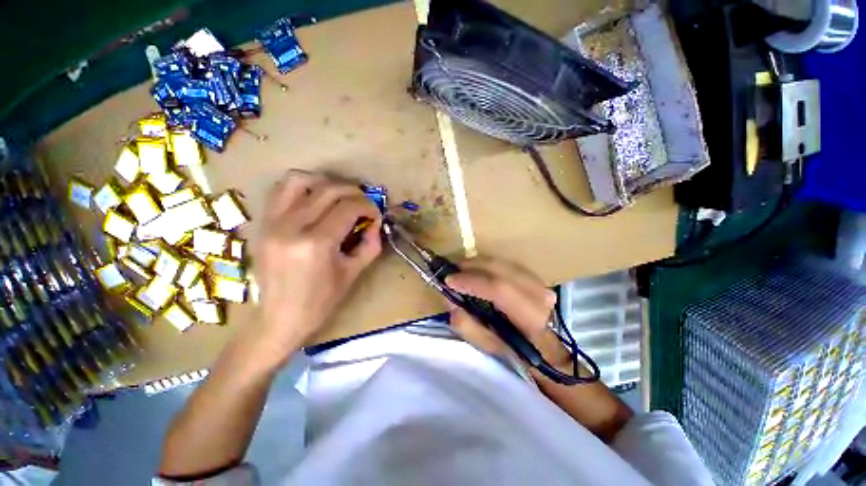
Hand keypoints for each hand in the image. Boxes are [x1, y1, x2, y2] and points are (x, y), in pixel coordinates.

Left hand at [253, 171, 381, 364]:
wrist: (279, 318)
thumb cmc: (321, 301)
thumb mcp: (353, 273)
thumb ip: (370, 244)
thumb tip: (375, 221)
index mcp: (316, 244)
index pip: (348, 208)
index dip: (367, 206)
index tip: (375, 214)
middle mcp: (291, 227)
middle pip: (328, 190)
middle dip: (353, 192)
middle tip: (363, 203)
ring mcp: (271, 222)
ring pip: (299, 180)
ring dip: (325, 182)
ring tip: (339, 195)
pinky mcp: (262, 223)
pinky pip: (280, 190)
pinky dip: (302, 187)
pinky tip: (315, 198)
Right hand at [445, 257, 569, 367]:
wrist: (548, 348)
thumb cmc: (518, 352)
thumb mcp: (490, 347)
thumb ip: (468, 326)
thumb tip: (451, 302)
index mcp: (530, 317)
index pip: (499, 289)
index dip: (471, 281)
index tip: (448, 280)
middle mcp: (538, 293)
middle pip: (499, 268)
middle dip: (470, 266)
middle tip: (451, 271)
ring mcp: (538, 281)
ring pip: (501, 262)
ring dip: (477, 264)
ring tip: (460, 271)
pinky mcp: (534, 276)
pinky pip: (504, 264)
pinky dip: (486, 265)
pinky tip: (476, 271)